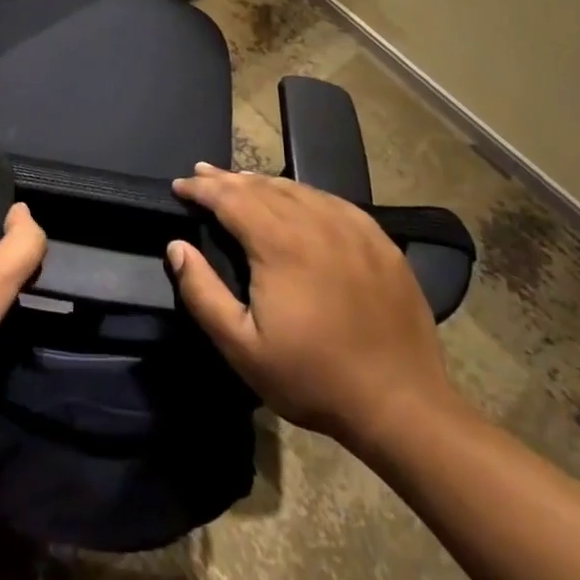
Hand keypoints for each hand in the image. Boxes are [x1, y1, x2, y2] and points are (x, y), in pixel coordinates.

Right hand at [166, 164, 459, 450]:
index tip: (179, 185)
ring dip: (262, 182)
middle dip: (225, 179)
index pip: (230, 197)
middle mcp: (316, 223)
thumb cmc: (313, 378)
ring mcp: (353, 229)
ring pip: (297, 189)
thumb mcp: (241, 346)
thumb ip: (202, 292)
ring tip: (239, 181)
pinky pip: (332, 201)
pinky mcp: (380, 242)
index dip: (200, 188)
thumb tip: (177, 246)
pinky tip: (296, 199)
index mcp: (279, 244)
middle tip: (200, 173)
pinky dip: (303, 193)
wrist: (403, 406)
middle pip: (261, 186)